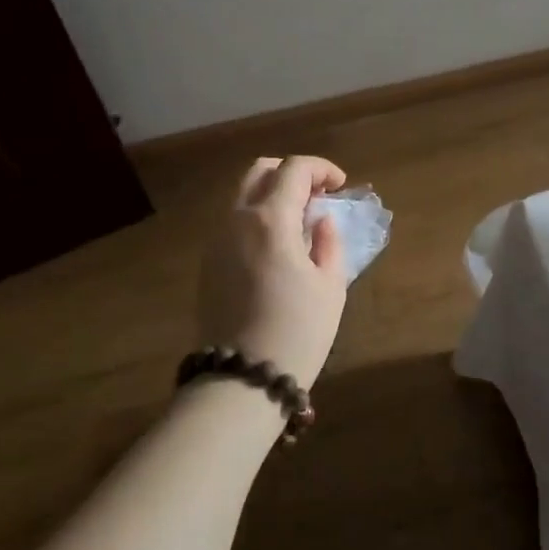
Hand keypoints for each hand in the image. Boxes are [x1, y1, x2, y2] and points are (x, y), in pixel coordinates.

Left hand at [196, 156, 349, 389]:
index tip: (341, 186)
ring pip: (242, 194)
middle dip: (292, 173)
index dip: (322, 168)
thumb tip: (321, 221)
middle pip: (260, 170)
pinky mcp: (208, 262)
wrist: (241, 381)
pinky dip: (257, 215)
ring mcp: (217, 240)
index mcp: (271, 219)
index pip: (294, 169)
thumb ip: (329, 242)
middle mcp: (237, 219)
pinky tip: (277, 244)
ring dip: (272, 193)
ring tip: (299, 221)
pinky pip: (233, 220)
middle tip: (318, 196)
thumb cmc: (297, 332)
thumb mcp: (330, 286)